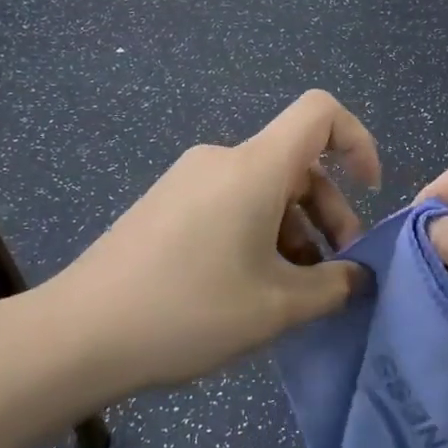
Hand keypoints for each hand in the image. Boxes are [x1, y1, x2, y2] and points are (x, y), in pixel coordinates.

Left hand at [48, 90, 379, 391]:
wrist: (78, 334)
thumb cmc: (189, 311)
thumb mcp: (276, 308)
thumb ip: (333, 286)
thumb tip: (357, 276)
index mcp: (254, 168)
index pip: (320, 112)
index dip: (358, 140)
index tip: (369, 192)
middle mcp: (221, 160)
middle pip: (296, 163)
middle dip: (329, 213)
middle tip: (336, 273)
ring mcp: (187, 180)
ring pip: (263, 189)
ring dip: (294, 231)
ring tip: (296, 291)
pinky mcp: (165, 205)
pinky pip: (230, 203)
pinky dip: (258, 233)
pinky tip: (252, 288)